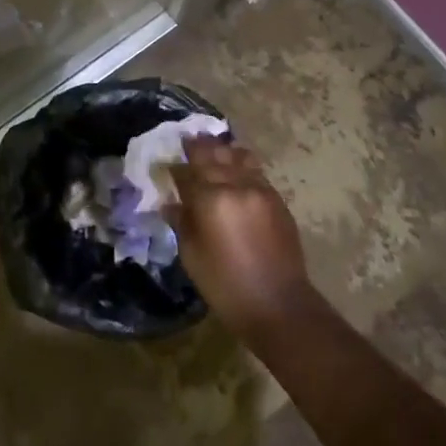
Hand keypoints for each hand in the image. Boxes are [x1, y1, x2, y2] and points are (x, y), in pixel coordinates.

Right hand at [167, 135, 315, 339]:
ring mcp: (260, 190)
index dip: (176, 165)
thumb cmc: (226, 285)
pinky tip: (236, 169)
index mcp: (211, 198)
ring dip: (224, 151)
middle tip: (188, 141)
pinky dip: (242, 165)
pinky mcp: (277, 200)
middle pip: (214, 155)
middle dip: (199, 147)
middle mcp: (237, 185)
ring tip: (214, 148)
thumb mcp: (192, 255)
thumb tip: (171, 203)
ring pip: (239, 156)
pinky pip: (255, 172)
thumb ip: (182, 221)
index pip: (188, 170)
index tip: (167, 163)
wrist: (279, 305)